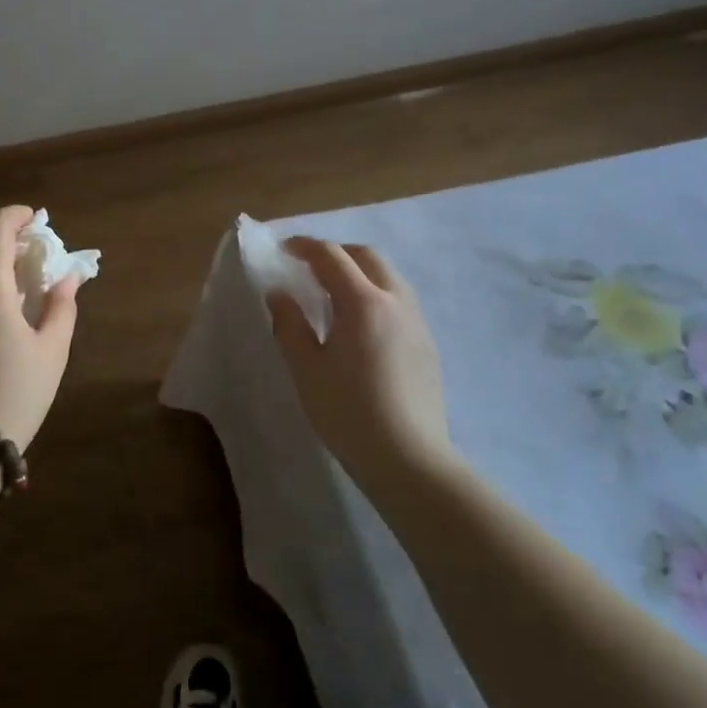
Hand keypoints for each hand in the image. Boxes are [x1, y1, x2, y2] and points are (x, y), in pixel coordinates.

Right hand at [267, 238, 453, 480]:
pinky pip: (399, 299)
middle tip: (308, 266)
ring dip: (359, 270)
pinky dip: (375, 292)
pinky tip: (359, 323)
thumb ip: (290, 324)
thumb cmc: (348, 412)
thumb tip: (279, 293)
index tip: (283, 249)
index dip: (305, 247)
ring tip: (333, 292)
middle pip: (367, 257)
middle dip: (336, 252)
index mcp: (363, 302)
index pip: (332, 256)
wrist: (409, 460)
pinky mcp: (427, 344)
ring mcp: (416, 322)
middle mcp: (395, 302)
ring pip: (388, 276)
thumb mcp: (306, 369)